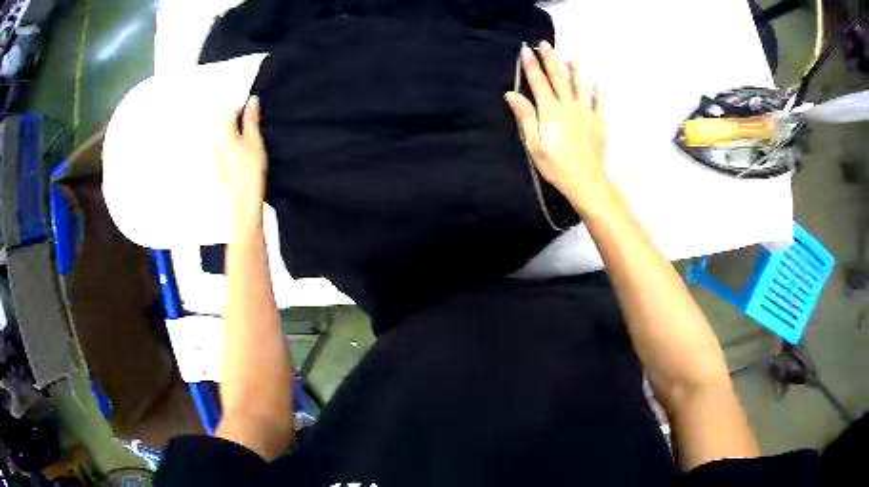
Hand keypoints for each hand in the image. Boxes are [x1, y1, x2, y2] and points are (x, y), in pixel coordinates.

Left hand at [217, 96, 266, 227]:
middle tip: (254, 131)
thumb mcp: (255, 141)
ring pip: (225, 141)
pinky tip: (243, 162)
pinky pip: (225, 154)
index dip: (244, 110)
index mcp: (223, 135)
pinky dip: (233, 153)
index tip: (254, 113)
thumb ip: (251, 119)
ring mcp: (215, 160)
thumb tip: (252, 101)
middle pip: (226, 127)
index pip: (231, 113)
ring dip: (236, 139)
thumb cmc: (250, 173)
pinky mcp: (218, 172)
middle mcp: (215, 145)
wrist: (244, 202)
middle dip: (239, 125)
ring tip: (250, 148)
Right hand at [504, 41, 611, 213]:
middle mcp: (569, 106)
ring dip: (575, 70)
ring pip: (581, 85)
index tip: (526, 49)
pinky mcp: (599, 122)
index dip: (531, 65)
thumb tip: (511, 93)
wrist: (586, 181)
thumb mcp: (534, 144)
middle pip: (559, 77)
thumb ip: (525, 116)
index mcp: (550, 111)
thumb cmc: (556, 165)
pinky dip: (598, 91)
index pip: (539, 82)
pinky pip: (600, 102)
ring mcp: (587, 113)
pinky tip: (597, 83)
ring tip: (571, 58)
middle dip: (551, 59)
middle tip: (545, 44)